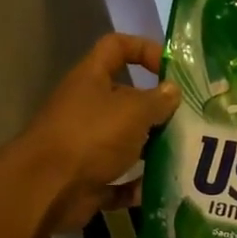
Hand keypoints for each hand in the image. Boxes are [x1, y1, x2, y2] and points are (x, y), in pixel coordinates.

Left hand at [21, 34, 179, 236]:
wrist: (47, 190)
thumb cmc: (91, 137)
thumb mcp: (133, 111)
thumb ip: (157, 100)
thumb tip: (173, 91)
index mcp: (92, 79)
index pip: (117, 47)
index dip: (145, 49)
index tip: (172, 71)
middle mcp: (87, 108)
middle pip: (127, 99)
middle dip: (157, 110)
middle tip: (189, 121)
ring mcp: (86, 145)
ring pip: (126, 142)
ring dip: (152, 149)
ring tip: (183, 156)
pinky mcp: (88, 178)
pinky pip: (119, 180)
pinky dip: (136, 186)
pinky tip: (158, 189)